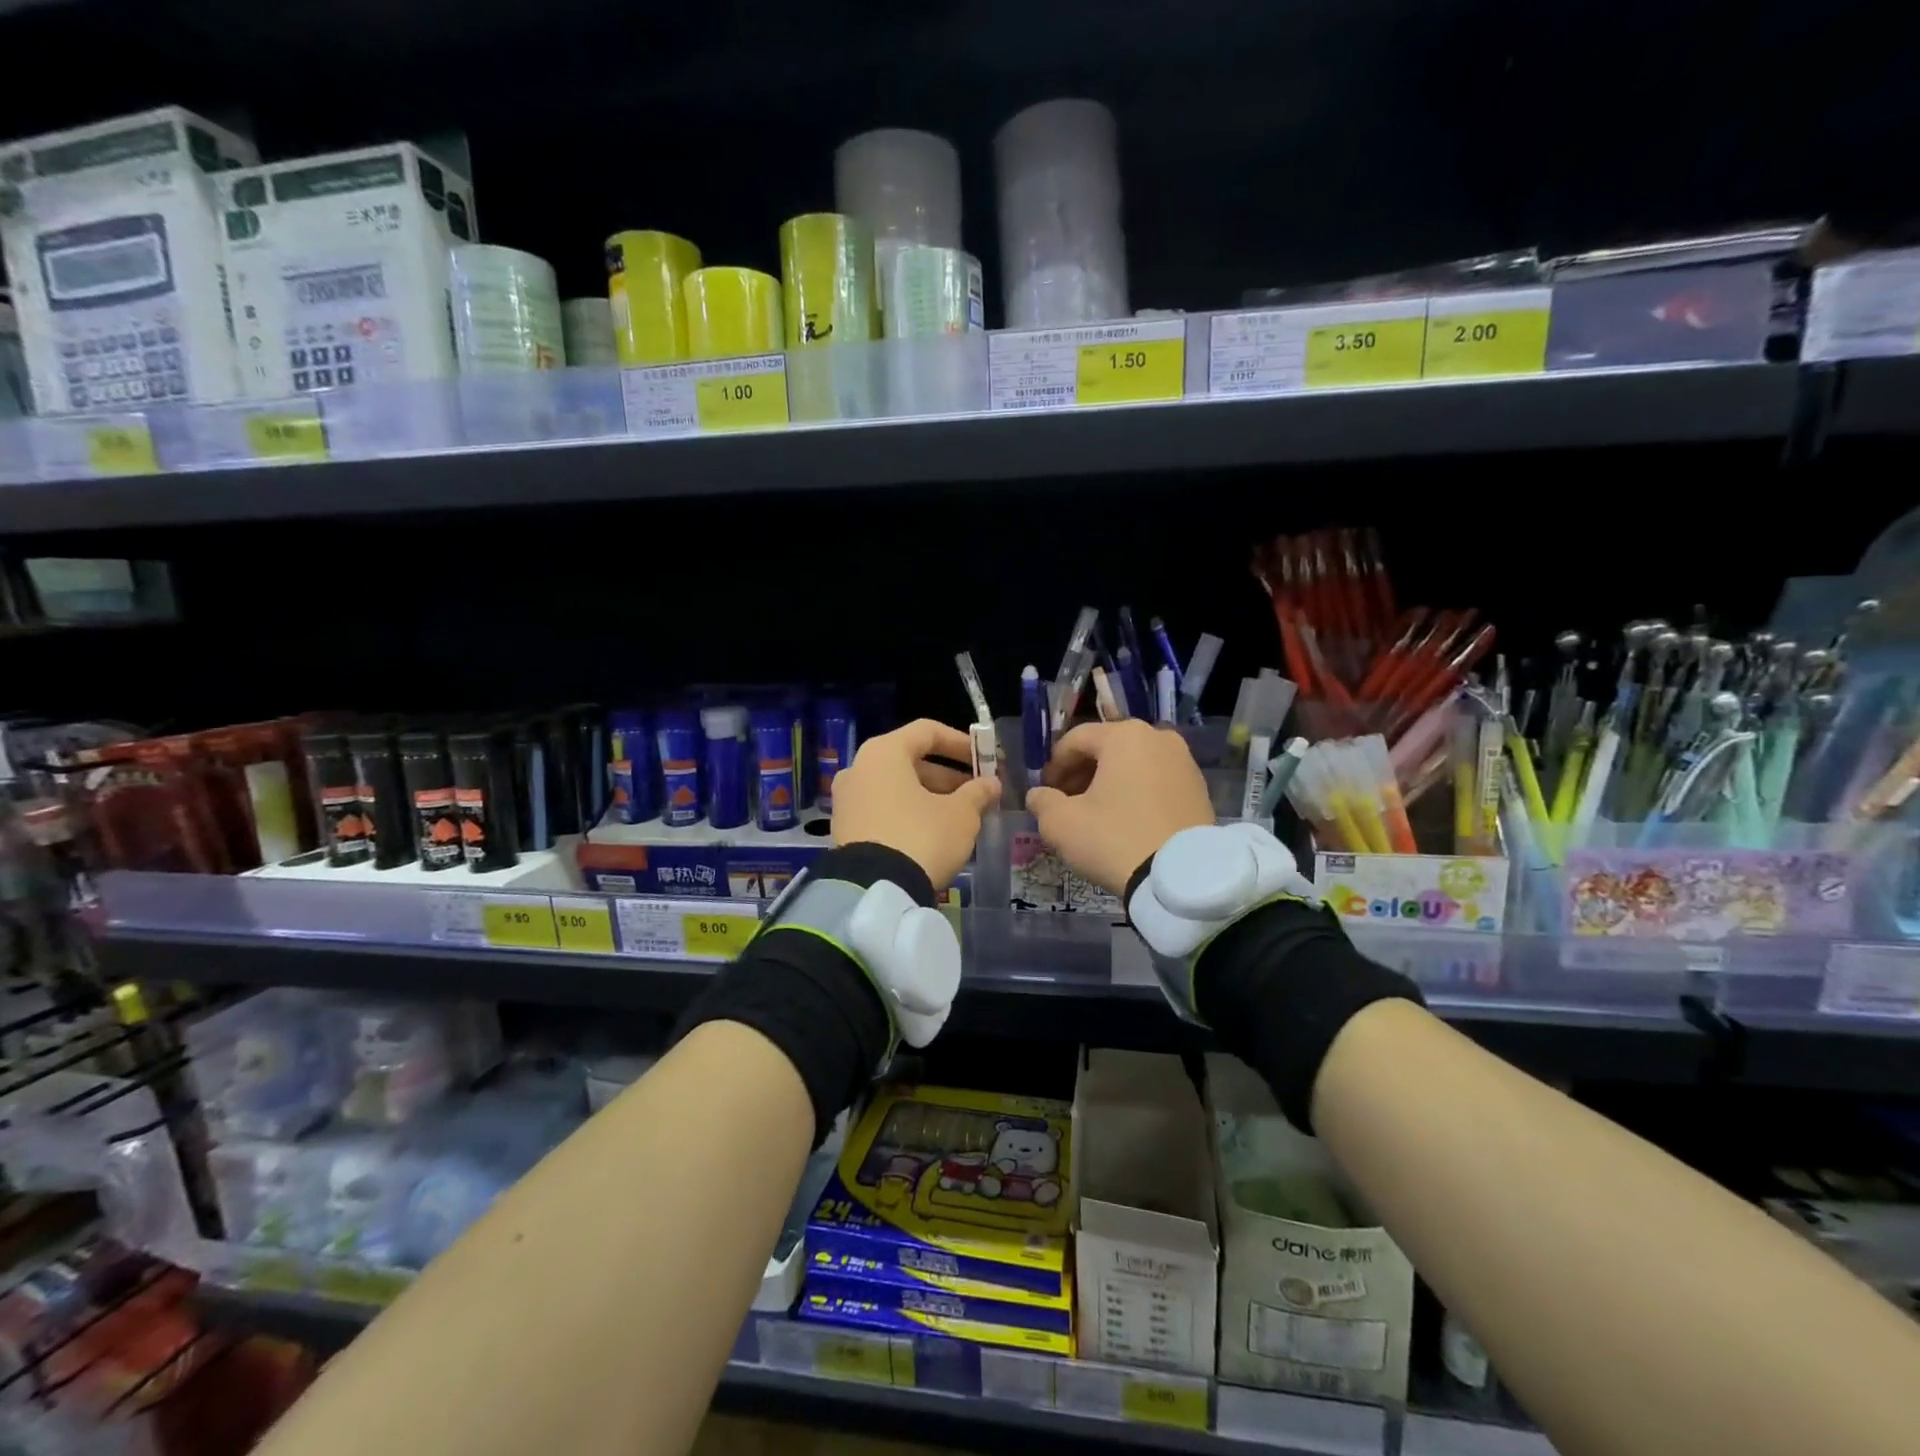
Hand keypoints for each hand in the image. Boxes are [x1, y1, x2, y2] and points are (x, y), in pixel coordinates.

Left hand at [831, 719, 1000, 888]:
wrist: (874, 891)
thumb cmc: (921, 837)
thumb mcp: (960, 815)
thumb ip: (977, 793)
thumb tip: (991, 784)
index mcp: (884, 752)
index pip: (927, 731)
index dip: (960, 743)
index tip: (985, 759)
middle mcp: (859, 768)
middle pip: (910, 761)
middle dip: (948, 776)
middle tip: (977, 793)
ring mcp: (847, 800)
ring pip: (896, 787)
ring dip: (929, 796)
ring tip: (960, 816)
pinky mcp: (844, 829)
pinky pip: (883, 809)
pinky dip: (908, 813)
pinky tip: (933, 834)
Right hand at [1024, 721, 1214, 894]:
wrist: (1182, 878)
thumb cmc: (1115, 839)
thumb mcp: (1062, 824)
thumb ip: (1043, 802)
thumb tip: (1039, 795)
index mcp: (1124, 736)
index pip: (1076, 740)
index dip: (1054, 765)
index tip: (1045, 791)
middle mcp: (1158, 737)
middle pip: (1107, 748)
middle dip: (1082, 772)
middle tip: (1067, 801)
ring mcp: (1184, 761)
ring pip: (1134, 764)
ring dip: (1109, 782)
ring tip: (1096, 813)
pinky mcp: (1200, 788)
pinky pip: (1157, 781)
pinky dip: (1137, 793)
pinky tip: (1126, 820)